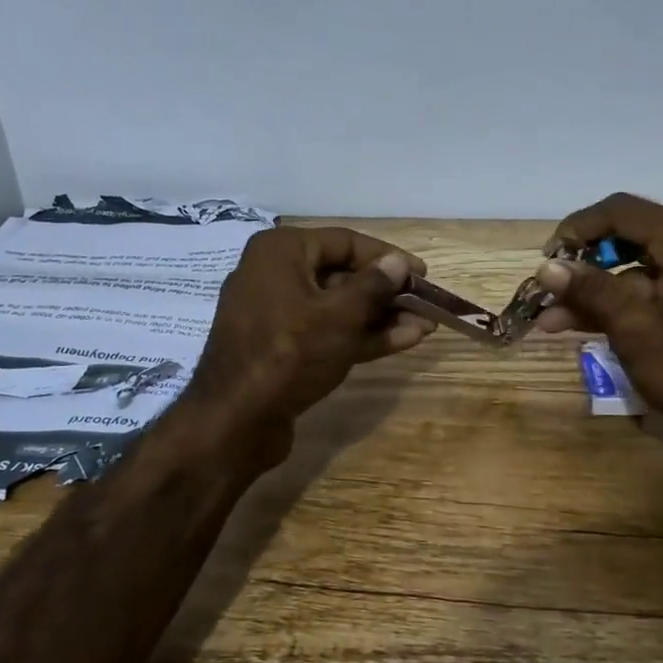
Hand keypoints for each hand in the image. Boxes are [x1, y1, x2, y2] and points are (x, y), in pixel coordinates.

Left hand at [186, 226, 433, 455]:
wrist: (236, 420)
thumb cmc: (290, 352)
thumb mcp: (340, 315)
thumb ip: (374, 285)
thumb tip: (398, 262)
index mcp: (281, 251)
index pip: (345, 242)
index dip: (388, 257)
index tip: (422, 275)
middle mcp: (275, 274)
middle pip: (342, 275)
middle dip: (387, 292)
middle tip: (425, 304)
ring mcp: (276, 314)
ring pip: (337, 307)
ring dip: (380, 316)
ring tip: (424, 325)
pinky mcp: (281, 348)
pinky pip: (326, 332)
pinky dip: (361, 335)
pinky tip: (403, 340)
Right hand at [534, 193, 662, 437]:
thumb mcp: (636, 329)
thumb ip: (590, 290)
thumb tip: (547, 267)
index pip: (620, 211)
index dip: (576, 230)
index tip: (547, 261)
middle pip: (633, 236)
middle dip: (585, 266)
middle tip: (550, 292)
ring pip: (646, 266)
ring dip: (603, 290)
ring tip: (555, 320)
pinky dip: (632, 301)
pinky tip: (593, 324)